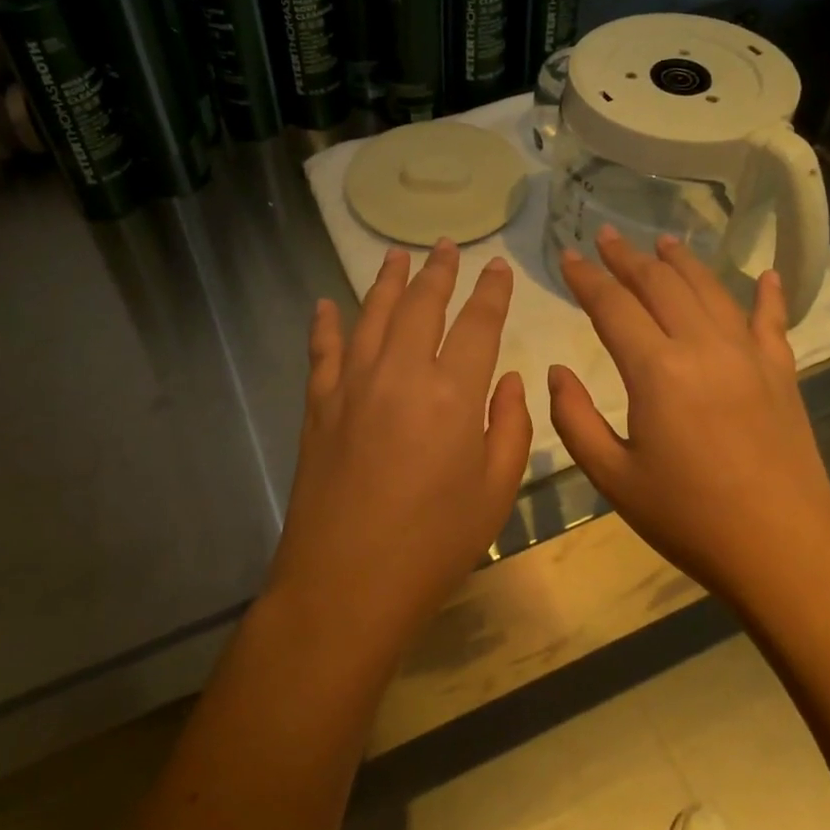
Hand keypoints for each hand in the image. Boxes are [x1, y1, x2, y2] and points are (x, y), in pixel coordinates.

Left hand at [264, 241, 531, 670]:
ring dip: (386, 281)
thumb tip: (507, 379)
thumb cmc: (434, 545)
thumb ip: (510, 427)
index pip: (477, 324)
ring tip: (396, 255)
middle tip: (445, 246)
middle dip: (438, 271)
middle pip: (421, 304)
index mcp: (453, 394)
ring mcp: (352, 385)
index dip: (491, 292)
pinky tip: (324, 304)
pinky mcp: (319, 404)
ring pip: (371, 314)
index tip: (496, 267)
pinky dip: (325, 324)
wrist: (346, 583)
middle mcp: (400, 373)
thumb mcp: (496, 493)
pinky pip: (322, 351)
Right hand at [548, 226, 829, 607]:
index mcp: (657, 371)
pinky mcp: (782, 374)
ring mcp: (749, 356)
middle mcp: (703, 347)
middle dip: (628, 257)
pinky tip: (766, 274)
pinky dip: (767, 294)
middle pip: (661, 285)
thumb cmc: (688, 518)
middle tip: (606, 235)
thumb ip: (575, 419)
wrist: (783, 552)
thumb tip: (556, 371)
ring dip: (682, 263)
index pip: (613, 306)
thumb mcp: (613, 478)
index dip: (586, 278)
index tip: (567, 255)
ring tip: (663, 242)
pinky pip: (771, 322)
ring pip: (711, 290)